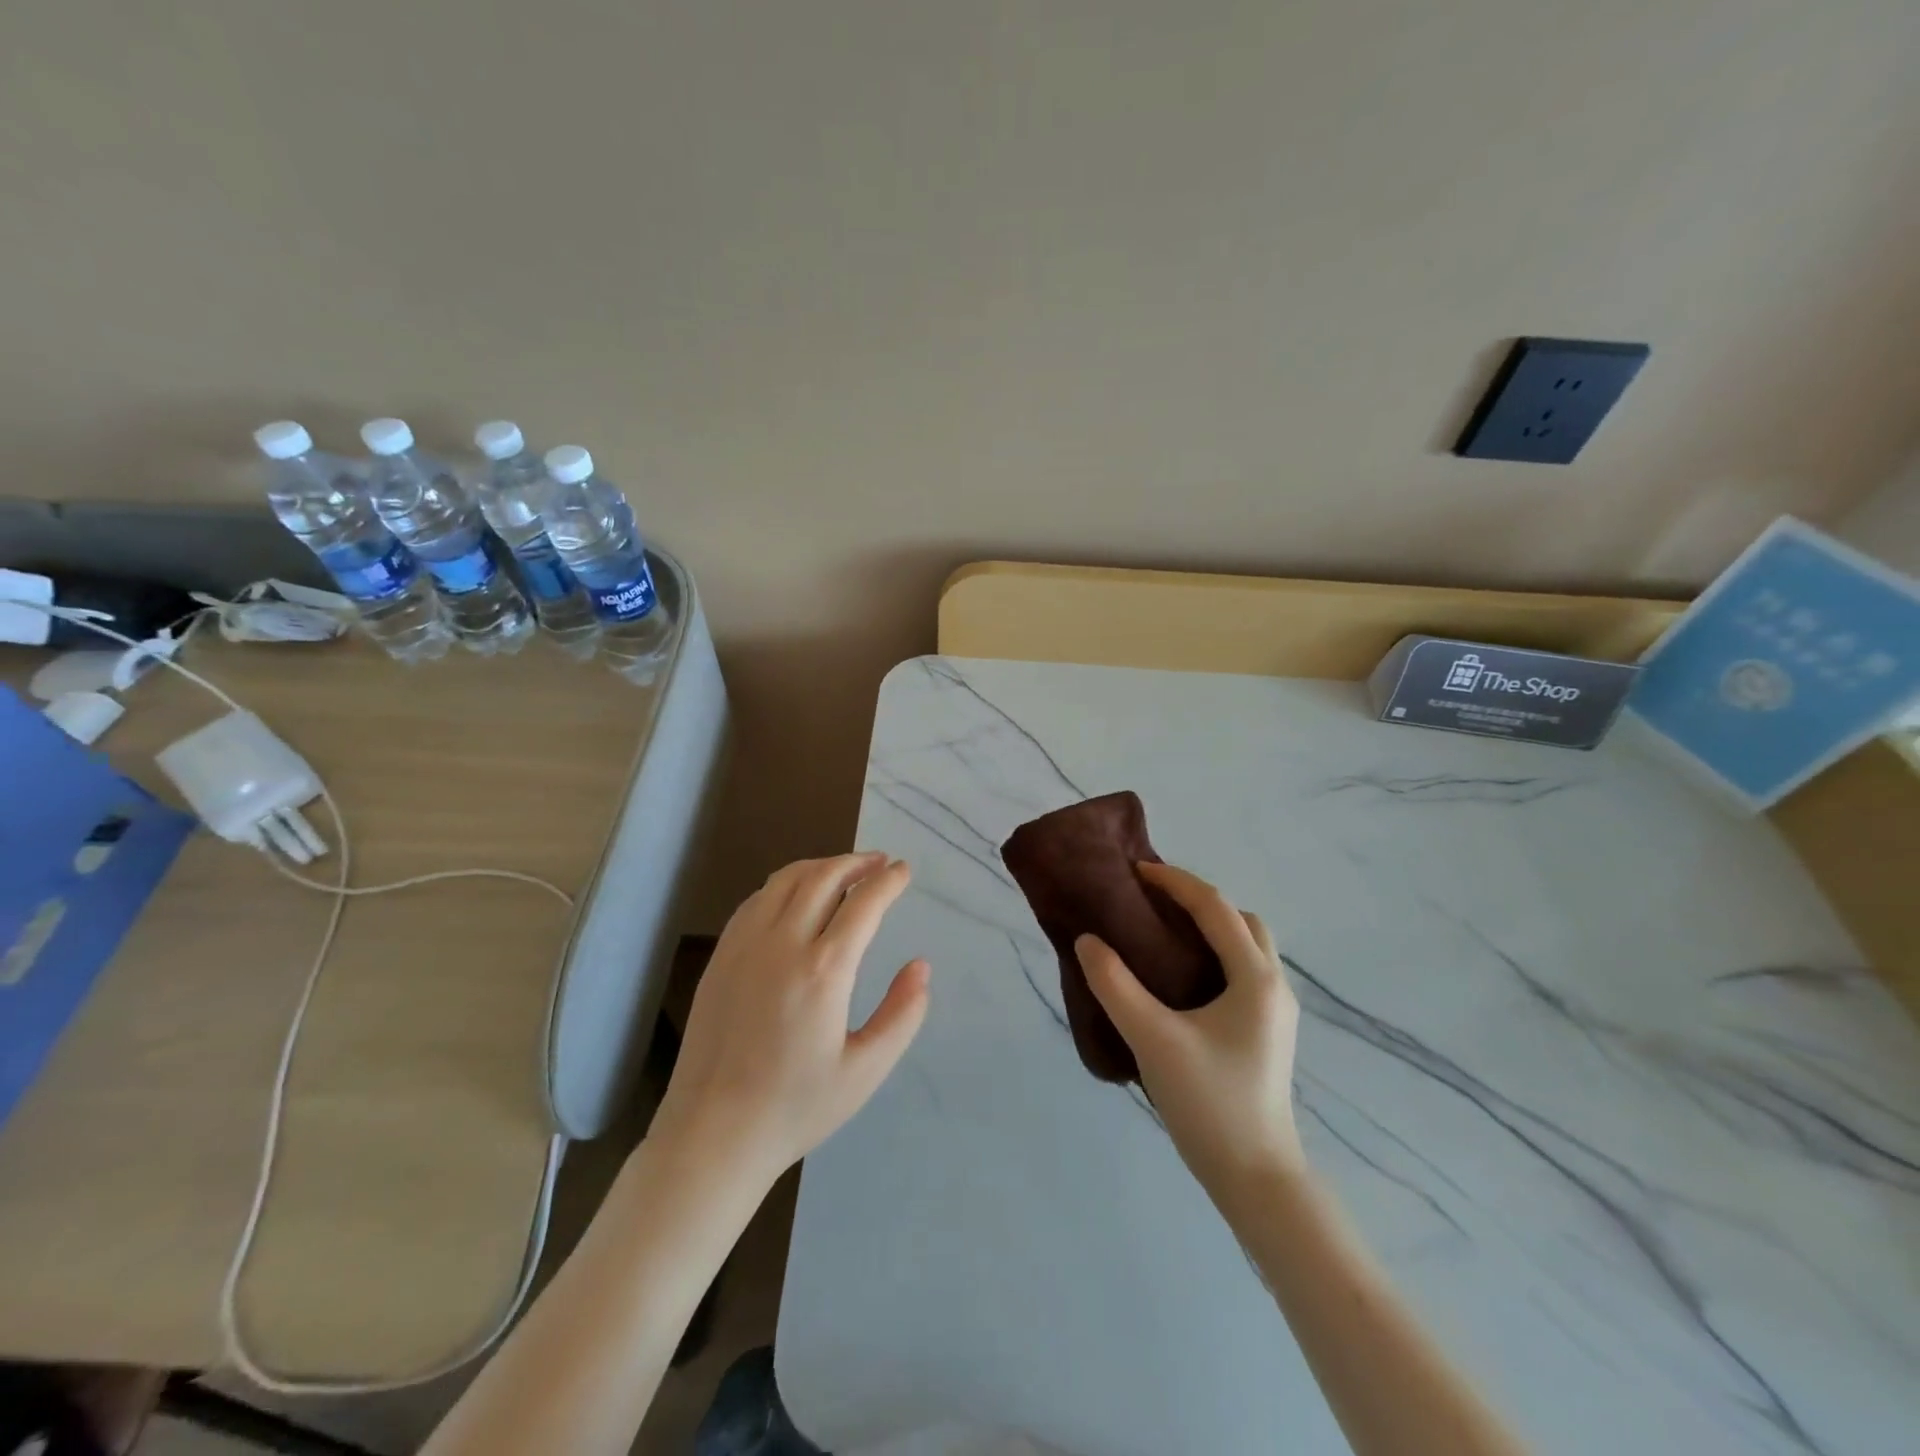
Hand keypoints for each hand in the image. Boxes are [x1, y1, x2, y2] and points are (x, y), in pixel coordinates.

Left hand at [649, 853, 930, 1188]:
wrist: (713, 1134)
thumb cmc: (797, 1108)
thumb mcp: (865, 1071)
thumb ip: (902, 1015)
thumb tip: (920, 966)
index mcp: (823, 970)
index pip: (863, 904)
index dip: (888, 881)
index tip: (903, 870)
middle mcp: (782, 944)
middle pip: (823, 877)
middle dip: (856, 862)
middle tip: (878, 862)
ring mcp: (745, 946)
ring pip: (785, 880)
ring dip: (820, 866)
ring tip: (843, 871)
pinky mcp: (721, 956)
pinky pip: (756, 900)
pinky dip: (784, 885)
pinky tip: (795, 897)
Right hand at [1075, 862, 1305, 1192]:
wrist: (1256, 1177)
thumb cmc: (1209, 1103)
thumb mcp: (1153, 1040)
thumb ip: (1115, 986)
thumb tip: (1088, 941)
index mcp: (1254, 978)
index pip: (1215, 907)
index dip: (1175, 881)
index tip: (1136, 872)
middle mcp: (1273, 985)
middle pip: (1240, 919)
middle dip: (1198, 900)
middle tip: (1152, 903)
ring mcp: (1275, 1011)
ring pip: (1246, 945)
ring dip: (1210, 927)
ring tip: (1163, 933)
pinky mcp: (1267, 1031)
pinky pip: (1243, 969)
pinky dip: (1215, 953)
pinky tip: (1181, 976)